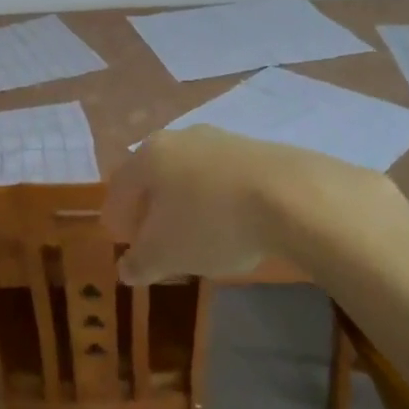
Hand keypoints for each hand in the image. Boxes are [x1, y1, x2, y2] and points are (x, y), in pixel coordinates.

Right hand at [102, 126, 390, 283]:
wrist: (291, 196)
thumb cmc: (211, 222)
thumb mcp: (166, 253)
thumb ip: (140, 262)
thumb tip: (126, 269)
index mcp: (149, 156)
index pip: (120, 185)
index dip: (117, 216)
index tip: (122, 240)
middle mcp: (180, 138)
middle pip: (155, 175)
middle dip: (151, 207)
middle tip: (154, 238)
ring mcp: (220, 140)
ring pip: (190, 174)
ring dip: (186, 203)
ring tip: (196, 236)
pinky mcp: (256, 150)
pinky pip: (223, 178)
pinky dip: (218, 200)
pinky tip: (232, 224)